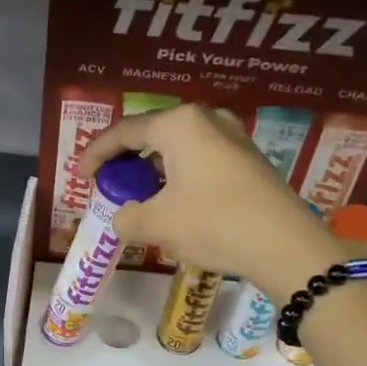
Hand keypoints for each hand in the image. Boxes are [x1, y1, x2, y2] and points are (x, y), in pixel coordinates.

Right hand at [80, 105, 346, 297]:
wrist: (285, 246)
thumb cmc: (214, 225)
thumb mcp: (157, 225)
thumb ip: (126, 217)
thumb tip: (124, 217)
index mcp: (179, 124)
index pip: (124, 132)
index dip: (96, 154)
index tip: (81, 177)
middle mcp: (206, 119)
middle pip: (152, 134)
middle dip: (125, 160)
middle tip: (108, 184)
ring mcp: (232, 136)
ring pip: (177, 147)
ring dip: (152, 169)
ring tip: (138, 195)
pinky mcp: (248, 158)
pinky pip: (199, 158)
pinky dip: (178, 175)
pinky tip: (173, 200)